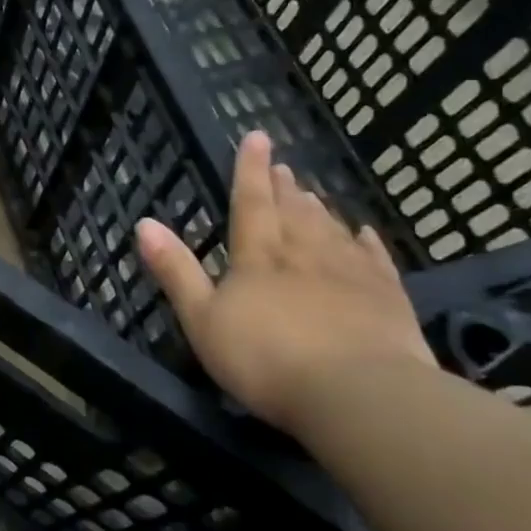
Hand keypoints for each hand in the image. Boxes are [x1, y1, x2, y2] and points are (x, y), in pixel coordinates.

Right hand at [136, 130, 434, 433]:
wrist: (358, 394)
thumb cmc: (266, 358)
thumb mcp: (202, 319)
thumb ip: (176, 270)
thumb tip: (144, 223)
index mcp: (259, 256)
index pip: (250, 202)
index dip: (250, 169)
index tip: (257, 136)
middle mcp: (304, 253)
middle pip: (293, 211)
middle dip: (284, 187)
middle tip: (283, 166)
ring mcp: (350, 273)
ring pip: (331, 229)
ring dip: (318, 209)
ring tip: (312, 192)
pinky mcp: (386, 298)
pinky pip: (374, 259)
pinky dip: (366, 242)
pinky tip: (364, 232)